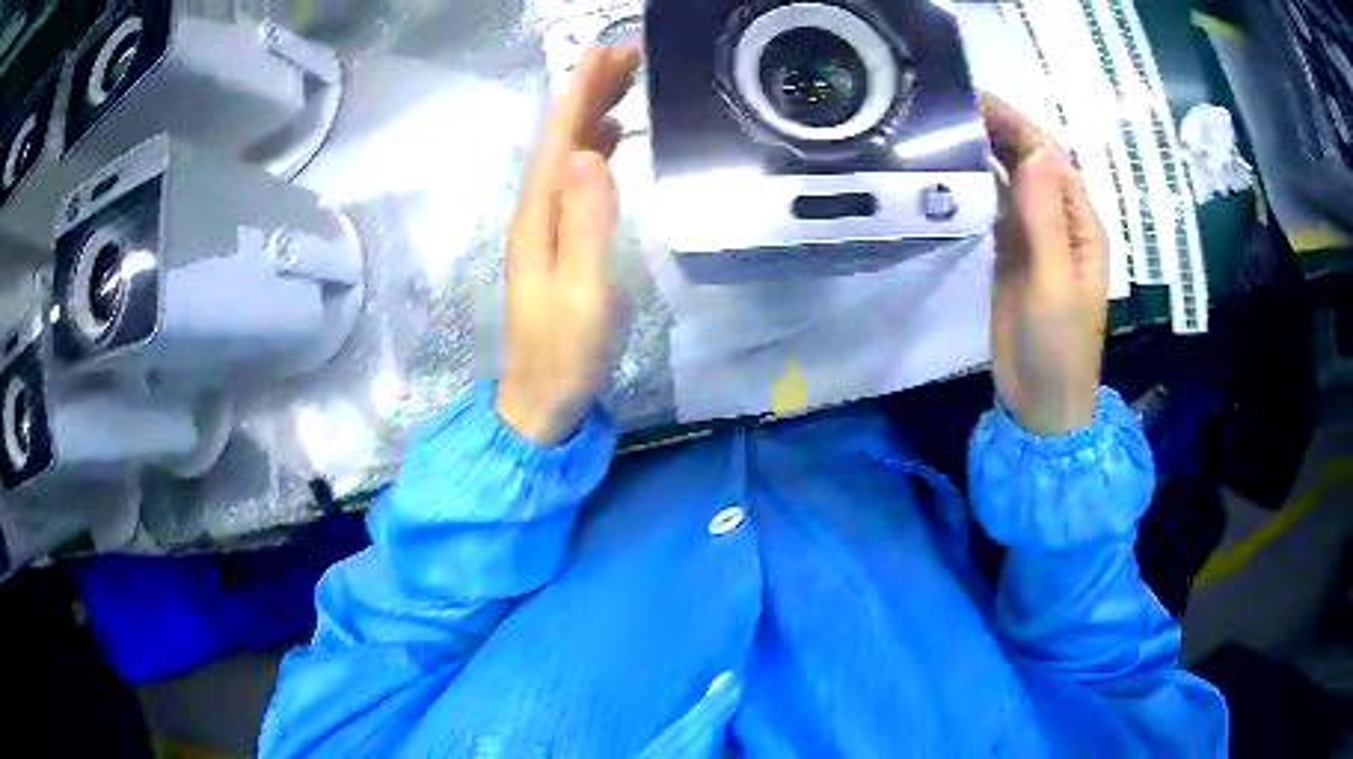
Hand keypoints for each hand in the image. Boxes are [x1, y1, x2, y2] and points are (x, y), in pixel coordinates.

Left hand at [497, 43, 639, 445]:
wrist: (541, 399)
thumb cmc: (565, 353)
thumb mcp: (583, 292)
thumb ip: (587, 224)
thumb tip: (591, 154)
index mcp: (540, 216)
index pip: (561, 138)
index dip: (583, 92)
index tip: (610, 52)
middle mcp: (536, 211)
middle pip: (560, 138)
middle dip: (589, 91)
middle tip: (628, 54)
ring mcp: (545, 226)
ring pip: (567, 154)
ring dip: (592, 113)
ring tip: (625, 82)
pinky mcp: (558, 240)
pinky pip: (575, 179)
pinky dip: (594, 149)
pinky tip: (611, 140)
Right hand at [981, 96, 1108, 435]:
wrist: (1041, 401)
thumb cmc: (1058, 346)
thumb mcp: (1055, 282)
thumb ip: (1045, 217)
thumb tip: (1036, 149)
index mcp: (1079, 222)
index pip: (1050, 156)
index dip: (1017, 124)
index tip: (973, 99)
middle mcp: (1059, 220)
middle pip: (1031, 162)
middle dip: (998, 130)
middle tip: (947, 106)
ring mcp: (1034, 237)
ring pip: (1012, 180)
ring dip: (985, 152)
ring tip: (942, 128)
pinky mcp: (1012, 254)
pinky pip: (996, 207)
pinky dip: (977, 185)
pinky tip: (951, 171)